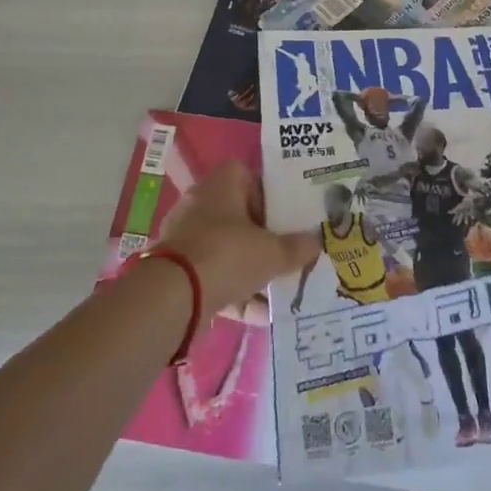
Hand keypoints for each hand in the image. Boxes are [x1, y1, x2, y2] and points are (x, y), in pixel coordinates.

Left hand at [155, 161, 318, 317]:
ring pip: (227, 249)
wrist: (173, 296)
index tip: (285, 216)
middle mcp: (200, 205)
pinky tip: (260, 315)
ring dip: (251, 269)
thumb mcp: (272, 253)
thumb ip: (297, 248)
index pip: (246, 175)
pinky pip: (214, 277)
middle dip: (263, 237)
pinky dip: (235, 294)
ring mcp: (186, 238)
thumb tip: (317, 242)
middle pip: (238, 215)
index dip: (267, 193)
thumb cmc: (227, 255)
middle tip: (287, 253)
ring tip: (278, 289)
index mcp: (221, 185)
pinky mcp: (178, 271)